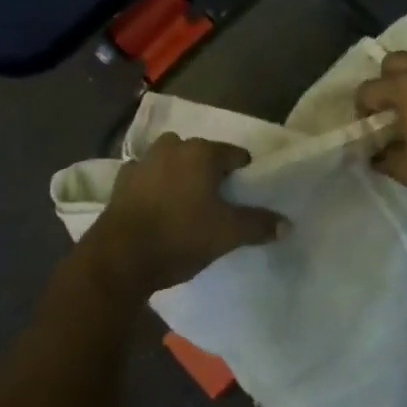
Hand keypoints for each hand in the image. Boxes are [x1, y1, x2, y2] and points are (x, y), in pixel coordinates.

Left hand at [83, 134, 286, 298]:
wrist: (119, 258)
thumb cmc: (180, 237)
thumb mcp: (227, 234)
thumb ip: (259, 225)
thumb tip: (288, 224)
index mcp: (201, 152)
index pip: (235, 155)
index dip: (244, 175)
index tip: (245, 197)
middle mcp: (172, 147)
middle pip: (202, 155)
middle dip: (210, 173)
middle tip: (218, 203)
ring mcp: (143, 161)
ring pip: (172, 162)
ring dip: (180, 176)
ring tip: (187, 206)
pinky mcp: (121, 181)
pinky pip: (147, 177)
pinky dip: (154, 187)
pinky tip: (157, 210)